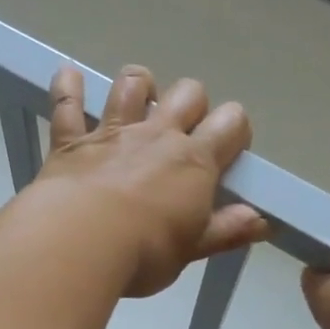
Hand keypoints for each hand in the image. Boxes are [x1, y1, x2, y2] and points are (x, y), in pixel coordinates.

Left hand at [37, 64, 267, 297]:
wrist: (80, 242)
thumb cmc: (144, 252)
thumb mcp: (192, 249)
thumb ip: (226, 231)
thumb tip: (261, 221)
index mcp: (195, 161)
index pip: (231, 124)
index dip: (235, 131)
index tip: (228, 152)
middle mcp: (157, 135)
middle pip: (188, 93)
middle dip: (192, 104)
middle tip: (184, 131)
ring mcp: (113, 132)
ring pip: (132, 85)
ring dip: (139, 85)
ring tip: (139, 99)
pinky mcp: (71, 140)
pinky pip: (67, 103)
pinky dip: (68, 87)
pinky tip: (70, 76)